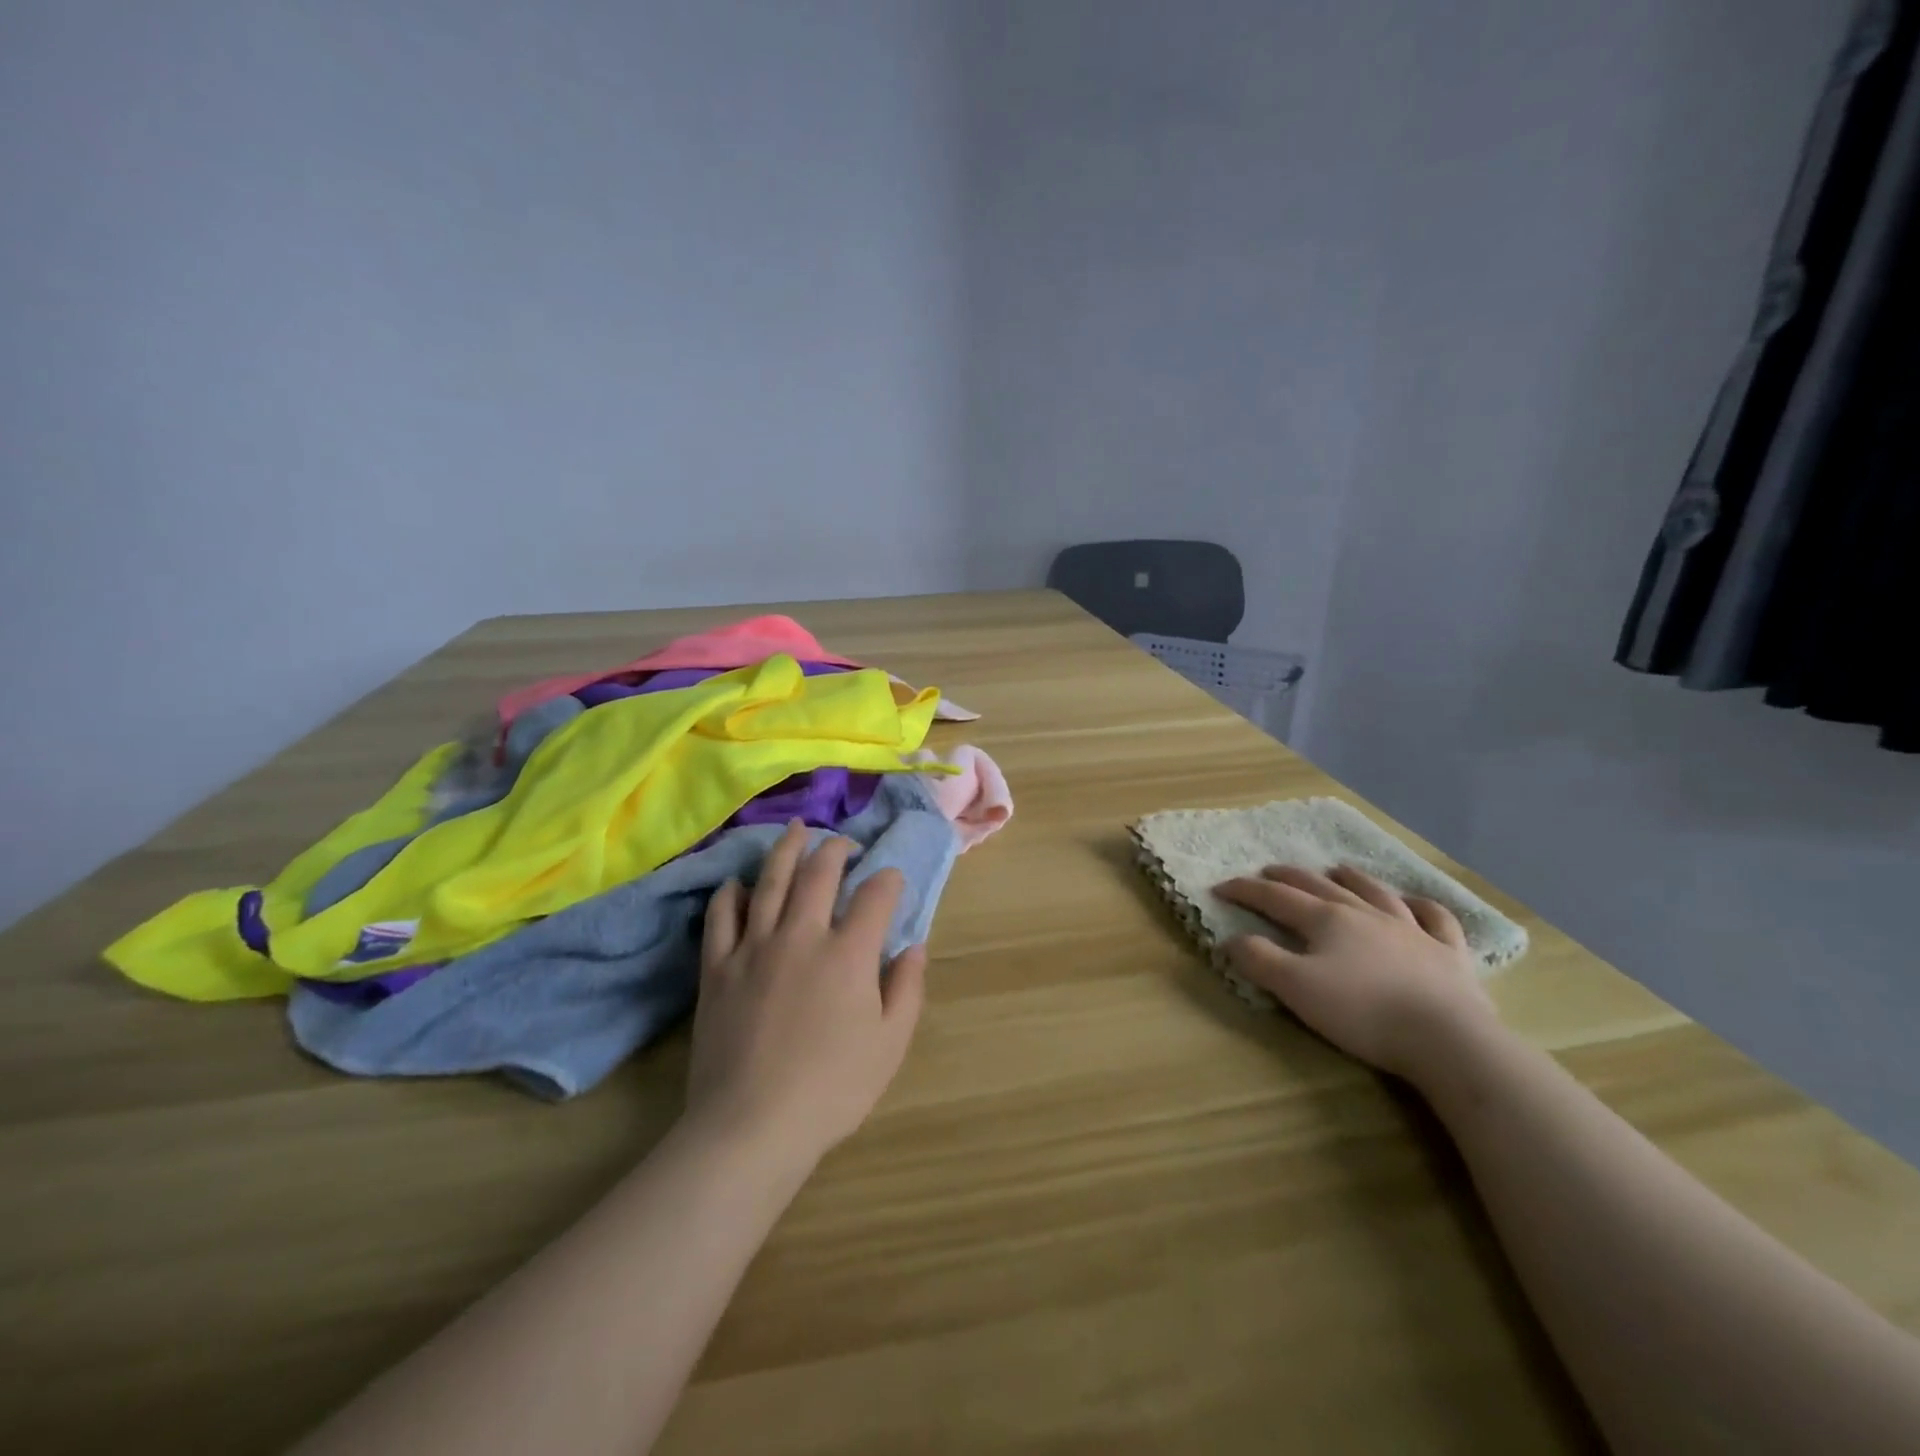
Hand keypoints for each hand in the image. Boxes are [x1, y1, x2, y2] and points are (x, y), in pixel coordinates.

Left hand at [685, 822, 926, 1165]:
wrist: (751, 1125)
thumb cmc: (832, 1089)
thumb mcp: (890, 1045)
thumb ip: (907, 988)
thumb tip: (913, 945)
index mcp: (849, 953)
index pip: (875, 895)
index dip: (888, 880)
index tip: (891, 880)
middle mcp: (802, 935)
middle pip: (820, 872)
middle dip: (837, 849)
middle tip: (844, 844)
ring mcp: (754, 947)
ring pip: (771, 880)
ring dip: (787, 849)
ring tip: (796, 829)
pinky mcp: (718, 967)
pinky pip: (722, 916)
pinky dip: (732, 893)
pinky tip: (740, 882)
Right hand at [1213, 864, 1497, 1080]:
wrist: (1447, 1039)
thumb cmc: (1363, 1012)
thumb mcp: (1295, 988)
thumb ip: (1259, 960)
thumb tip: (1232, 939)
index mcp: (1326, 920)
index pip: (1276, 898)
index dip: (1246, 890)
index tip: (1220, 887)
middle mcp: (1366, 914)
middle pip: (1320, 887)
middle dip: (1290, 877)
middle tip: (1269, 871)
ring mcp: (1411, 930)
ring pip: (1376, 893)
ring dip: (1353, 878)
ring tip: (1338, 869)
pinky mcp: (1449, 954)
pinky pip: (1436, 919)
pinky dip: (1422, 906)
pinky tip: (1415, 903)